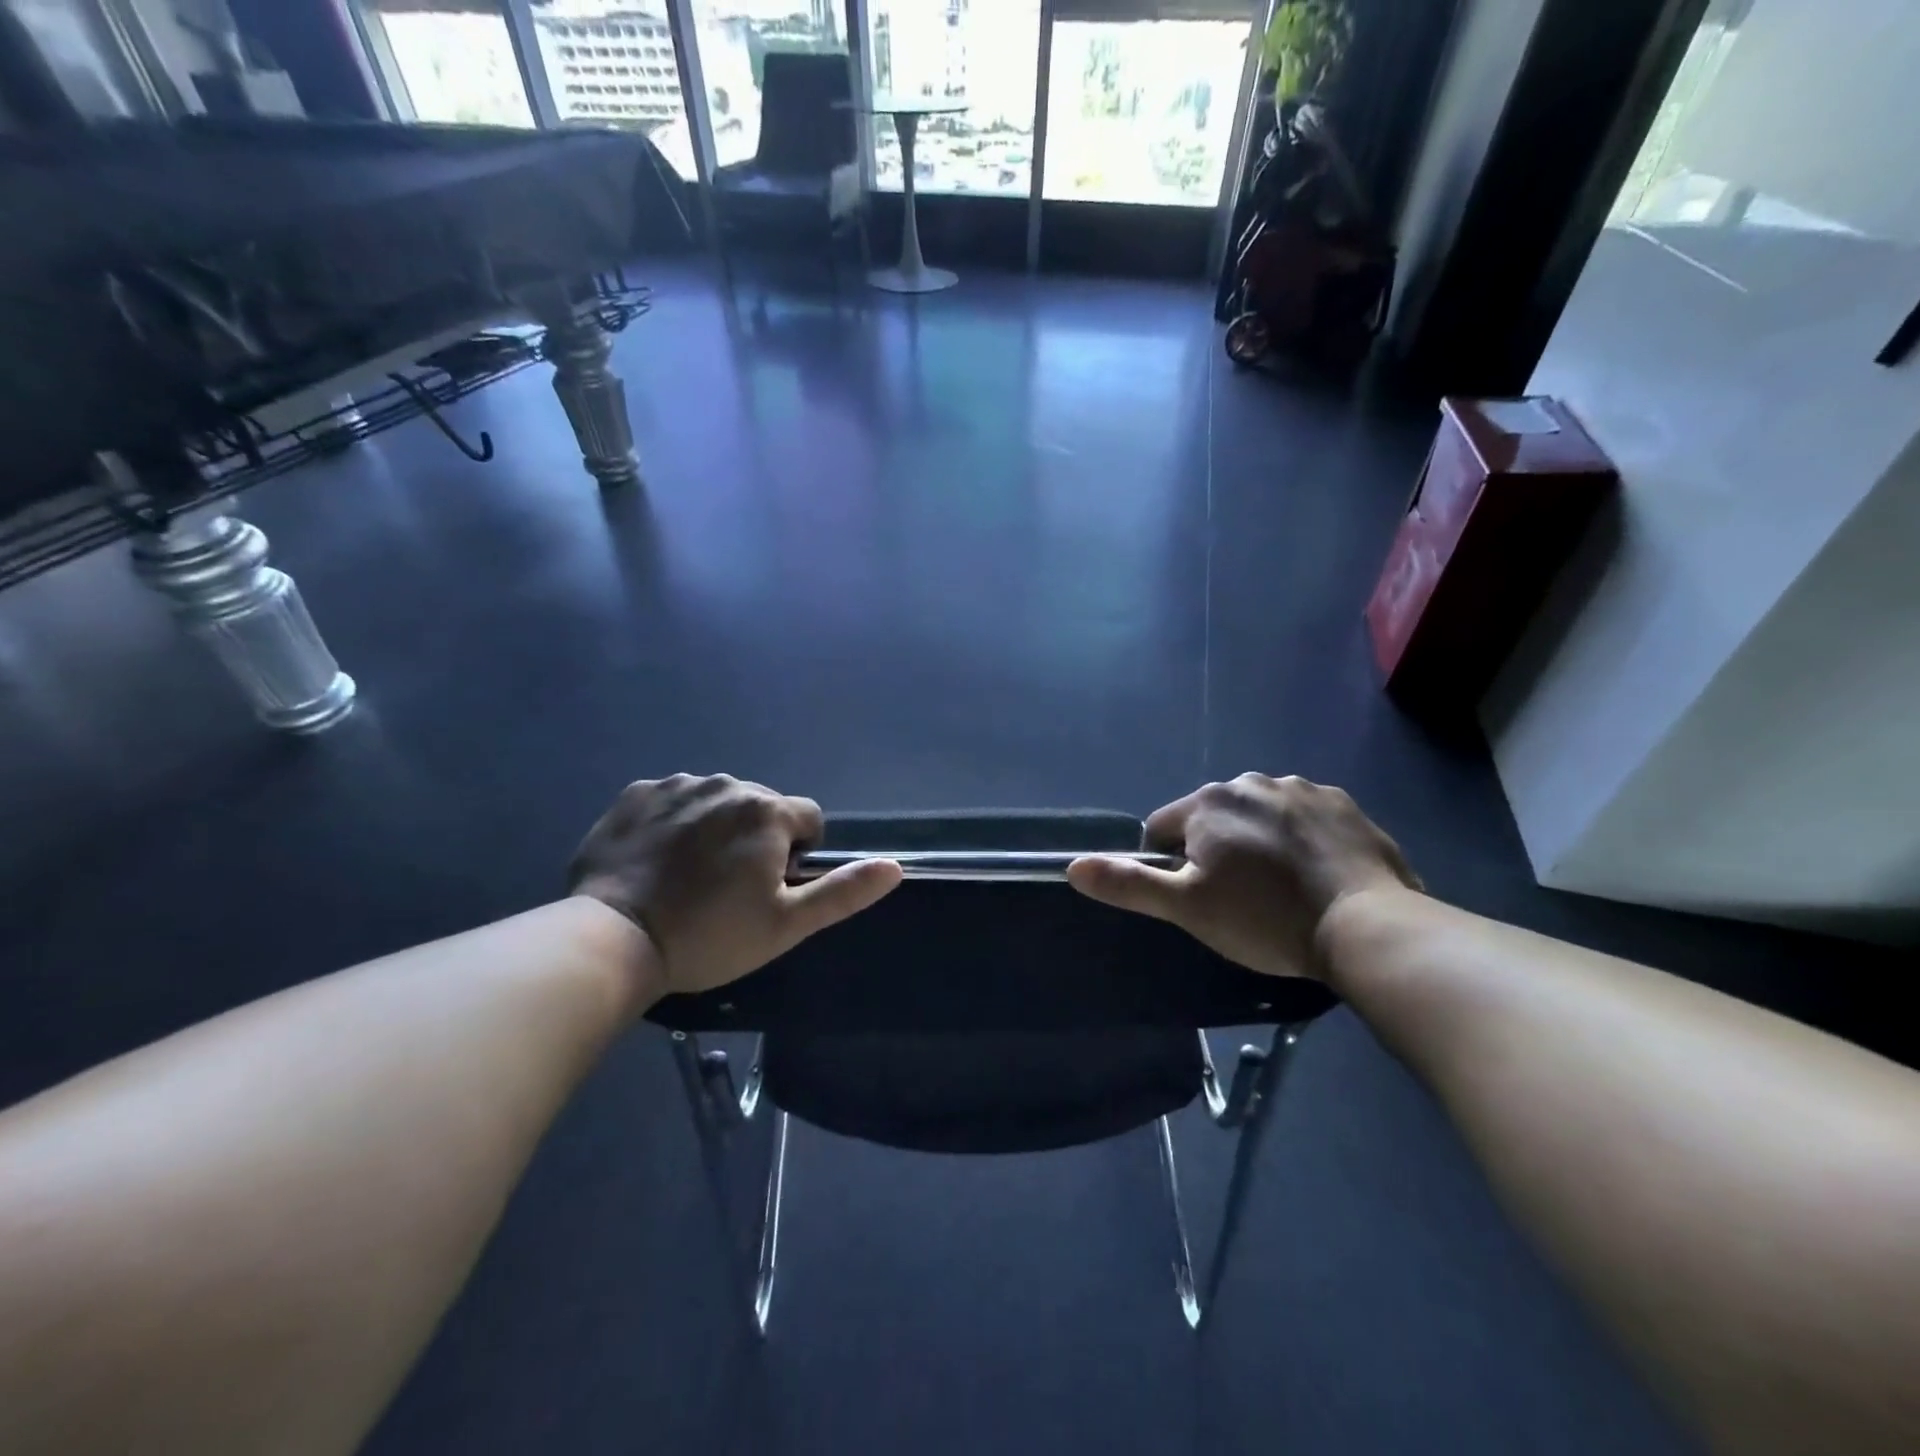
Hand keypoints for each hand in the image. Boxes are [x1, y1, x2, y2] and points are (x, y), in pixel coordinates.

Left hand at [568, 774, 901, 996]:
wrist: (613, 939)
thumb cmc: (709, 936)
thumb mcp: (786, 925)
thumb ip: (843, 891)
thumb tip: (894, 866)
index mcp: (767, 812)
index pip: (808, 818)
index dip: (797, 854)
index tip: (769, 888)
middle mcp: (727, 784)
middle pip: (761, 807)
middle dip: (756, 838)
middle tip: (727, 888)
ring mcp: (677, 784)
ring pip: (717, 800)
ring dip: (715, 827)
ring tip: (689, 875)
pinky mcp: (636, 794)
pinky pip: (673, 799)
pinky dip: (674, 822)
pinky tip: (657, 860)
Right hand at [1066, 773, 1419, 979]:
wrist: (1368, 926)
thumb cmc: (1264, 918)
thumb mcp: (1187, 908)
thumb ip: (1128, 883)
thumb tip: (1072, 867)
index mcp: (1207, 803)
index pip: (1162, 829)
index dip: (1170, 867)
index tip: (1198, 900)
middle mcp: (1250, 782)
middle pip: (1211, 819)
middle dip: (1215, 851)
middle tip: (1240, 900)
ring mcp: (1301, 788)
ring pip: (1258, 816)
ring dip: (1257, 842)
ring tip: (1282, 890)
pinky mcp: (1342, 804)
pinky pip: (1303, 819)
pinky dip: (1300, 840)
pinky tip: (1316, 875)